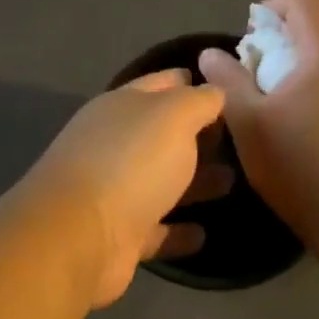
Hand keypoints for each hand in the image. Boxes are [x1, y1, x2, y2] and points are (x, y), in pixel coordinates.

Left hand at [23, 71, 230, 307]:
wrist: (80, 236)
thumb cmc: (131, 163)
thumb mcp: (174, 116)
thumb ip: (199, 100)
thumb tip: (215, 91)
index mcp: (121, 107)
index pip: (161, 84)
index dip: (190, 82)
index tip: (226, 89)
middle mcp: (113, 144)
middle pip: (161, 135)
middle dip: (197, 136)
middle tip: (239, 141)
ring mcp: (112, 191)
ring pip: (160, 181)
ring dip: (194, 182)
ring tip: (232, 181)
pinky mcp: (118, 234)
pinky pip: (155, 228)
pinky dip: (177, 231)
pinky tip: (203, 234)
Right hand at [198, 0, 318, 242]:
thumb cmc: (301, 167)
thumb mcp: (249, 124)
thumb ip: (228, 81)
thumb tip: (211, 53)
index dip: (274, 6)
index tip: (251, 38)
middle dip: (293, 28)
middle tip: (266, 60)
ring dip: (314, 53)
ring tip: (287, 90)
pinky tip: (315, 114)